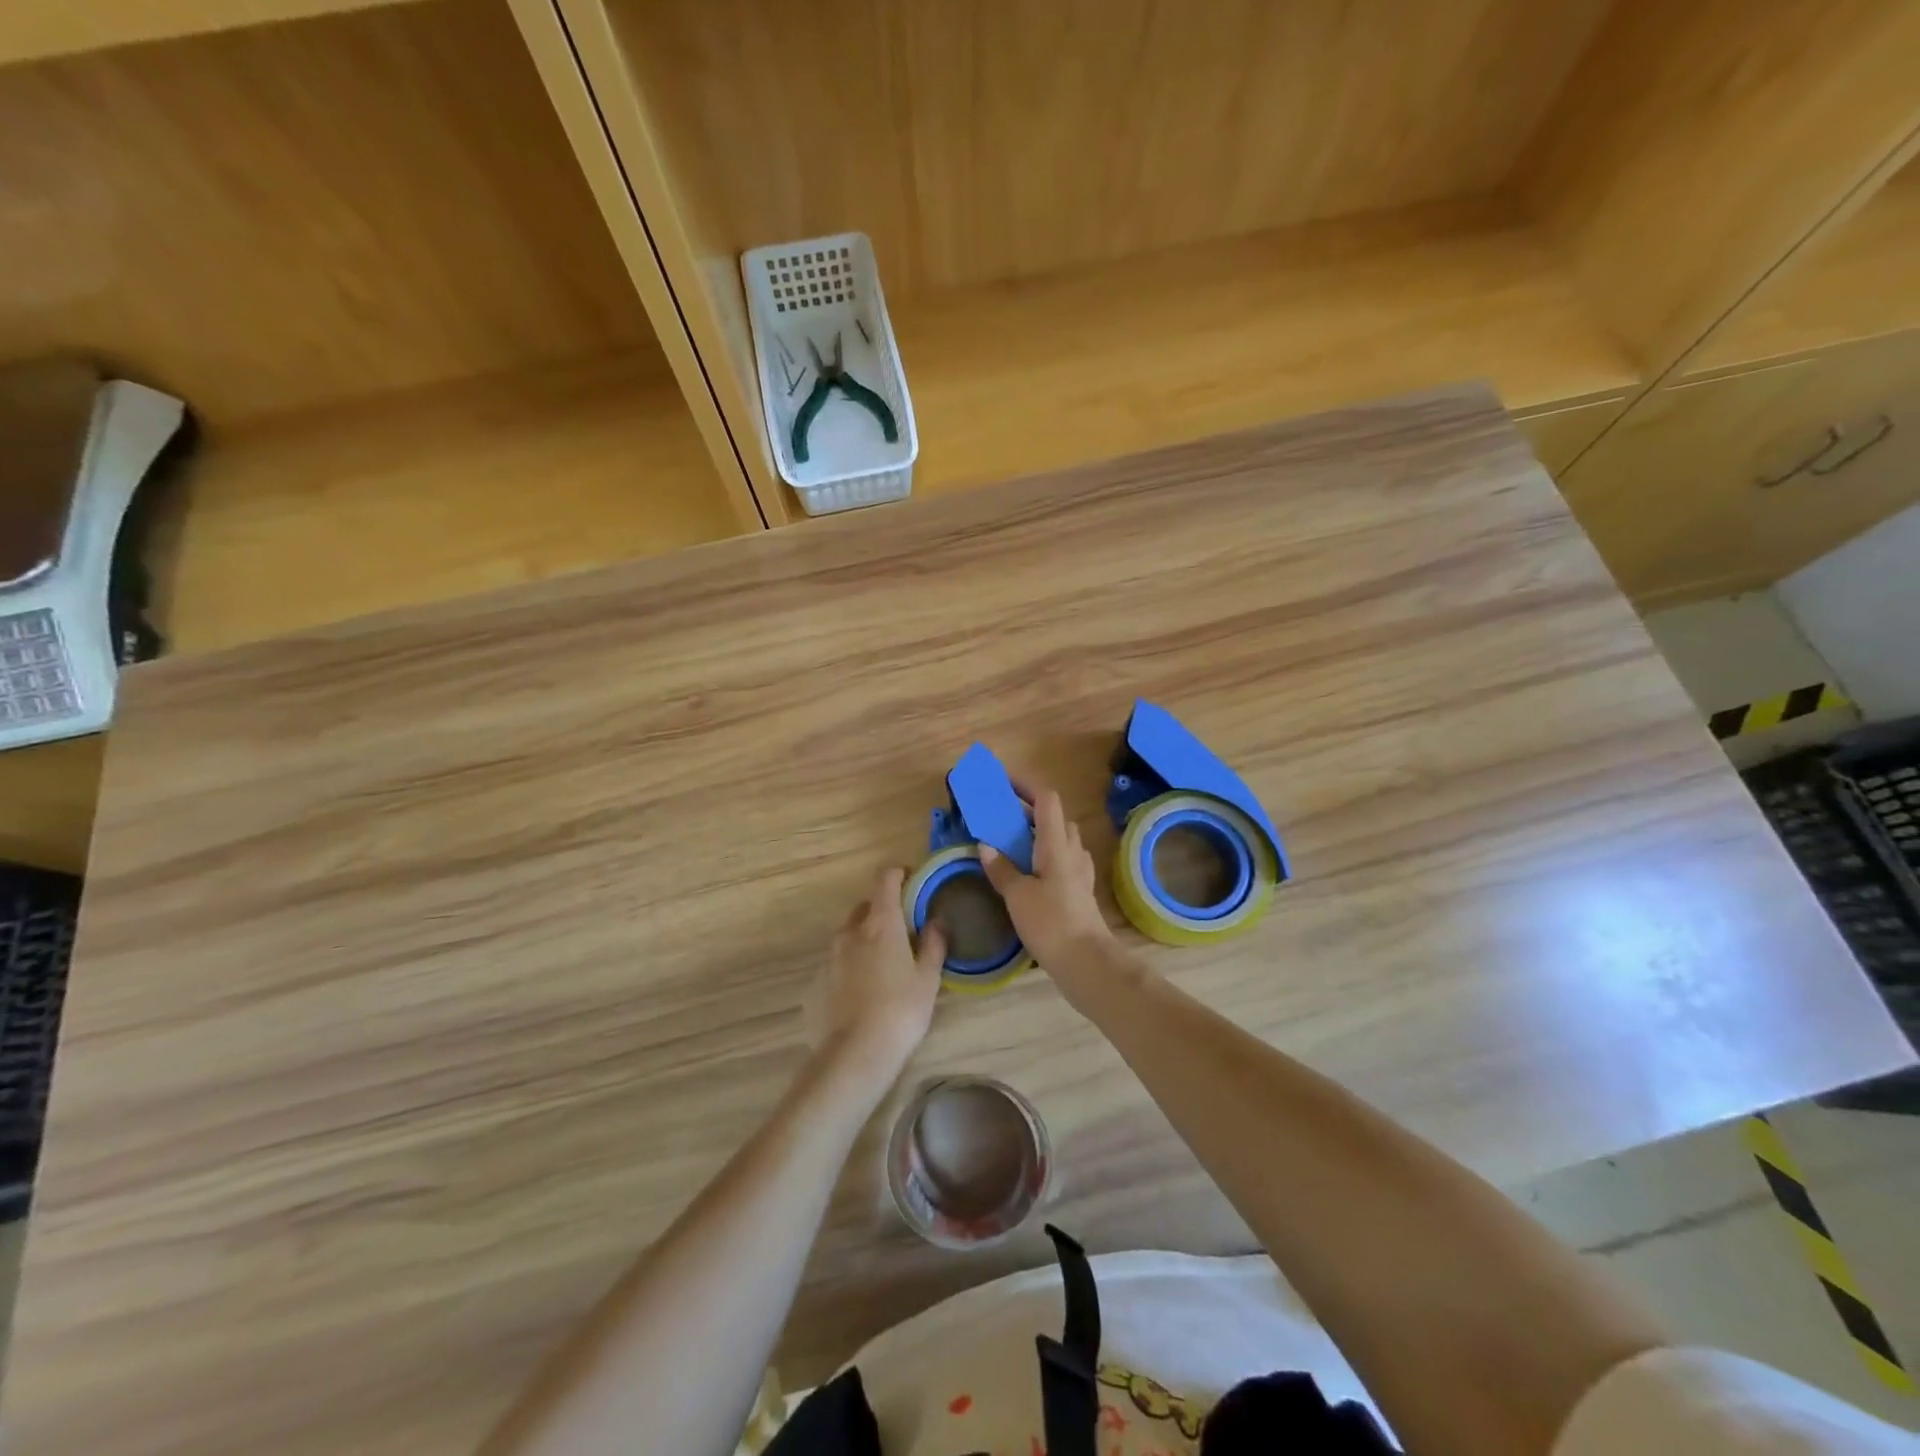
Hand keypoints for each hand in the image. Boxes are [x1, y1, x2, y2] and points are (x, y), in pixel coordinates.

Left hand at [807, 868, 945, 1079]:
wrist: (855, 1055)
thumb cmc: (901, 1011)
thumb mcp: (928, 979)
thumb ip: (933, 945)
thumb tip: (936, 921)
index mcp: (881, 923)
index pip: (885, 880)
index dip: (897, 874)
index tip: (910, 878)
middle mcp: (850, 932)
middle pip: (865, 907)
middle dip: (882, 910)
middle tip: (901, 930)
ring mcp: (829, 957)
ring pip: (849, 936)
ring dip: (865, 939)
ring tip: (882, 965)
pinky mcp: (815, 982)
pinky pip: (836, 964)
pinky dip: (849, 967)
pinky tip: (861, 992)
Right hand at [978, 785, 1116, 973]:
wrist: (1087, 962)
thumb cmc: (1051, 923)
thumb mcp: (1018, 896)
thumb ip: (1002, 869)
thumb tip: (986, 846)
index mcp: (1056, 844)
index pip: (1046, 800)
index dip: (1026, 786)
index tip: (1003, 782)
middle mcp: (1072, 851)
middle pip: (1055, 818)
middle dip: (1030, 811)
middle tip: (1002, 818)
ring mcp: (1080, 871)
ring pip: (1061, 840)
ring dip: (1039, 834)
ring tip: (1012, 845)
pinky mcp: (1081, 890)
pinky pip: (1063, 861)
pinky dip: (1045, 857)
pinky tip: (1030, 874)